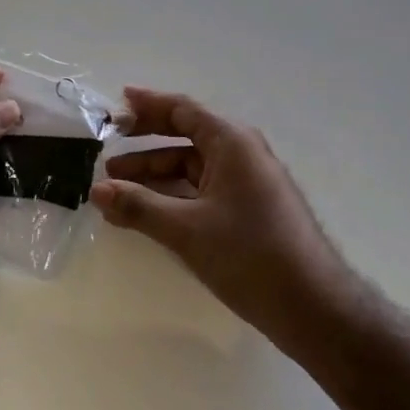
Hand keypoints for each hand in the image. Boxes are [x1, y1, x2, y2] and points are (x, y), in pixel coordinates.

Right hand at [91, 88, 351, 342]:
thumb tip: (97, 190)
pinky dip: (173, 195)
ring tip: (116, 189)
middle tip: (108, 146)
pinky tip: (147, 212)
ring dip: (155, 174)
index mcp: (232, 142)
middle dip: (146, 141)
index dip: (148, 105)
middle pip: (186, 135)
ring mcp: (248, 182)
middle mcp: (242, 153)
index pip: (183, 110)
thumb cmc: (249, 254)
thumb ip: (139, 206)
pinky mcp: (249, 210)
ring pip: (192, 167)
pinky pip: (203, 189)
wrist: (312, 306)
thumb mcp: (187, 229)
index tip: (117, 103)